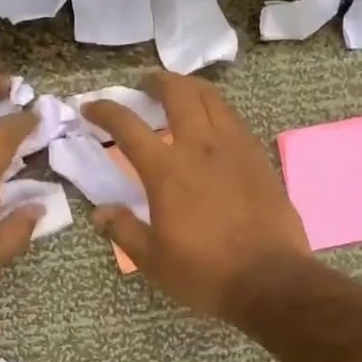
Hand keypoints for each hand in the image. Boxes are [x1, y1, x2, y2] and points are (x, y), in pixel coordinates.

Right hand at [81, 72, 310, 319]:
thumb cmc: (205, 272)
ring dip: (189, 88)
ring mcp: (235, 148)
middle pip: (178, 93)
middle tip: (145, 86)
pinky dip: (215, 110)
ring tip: (179, 95)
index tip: (91, 108)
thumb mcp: (153, 259)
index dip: (105, 111)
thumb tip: (100, 213)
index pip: (128, 127)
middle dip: (157, 81)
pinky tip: (211, 125)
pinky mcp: (258, 157)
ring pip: (212, 98)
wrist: (271, 280)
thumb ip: (124, 230)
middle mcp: (201, 147)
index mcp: (167, 170)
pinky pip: (233, 119)